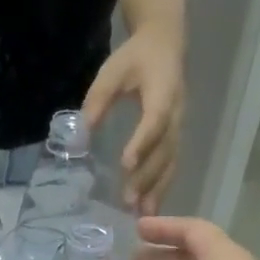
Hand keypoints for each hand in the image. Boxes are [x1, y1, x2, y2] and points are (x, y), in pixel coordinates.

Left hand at [83, 25, 183, 214]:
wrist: (165, 45)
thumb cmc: (135, 58)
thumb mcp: (112, 72)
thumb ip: (97, 101)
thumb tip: (80, 134)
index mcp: (163, 91)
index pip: (155, 120)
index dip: (142, 142)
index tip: (126, 164)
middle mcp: (177, 113)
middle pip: (165, 149)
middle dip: (148, 176)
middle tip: (129, 200)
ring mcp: (179, 128)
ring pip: (171, 162)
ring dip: (157, 189)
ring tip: (142, 214)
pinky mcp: (175, 138)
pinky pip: (171, 166)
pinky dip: (161, 188)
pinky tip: (150, 209)